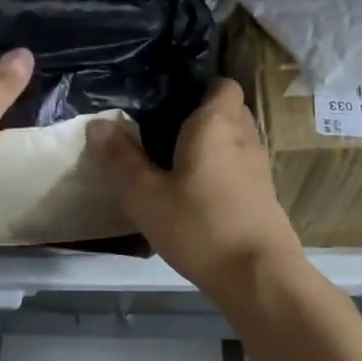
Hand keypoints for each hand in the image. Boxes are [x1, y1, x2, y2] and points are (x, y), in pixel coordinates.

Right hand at [89, 78, 304, 297]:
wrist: (257, 276)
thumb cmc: (198, 226)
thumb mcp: (146, 196)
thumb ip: (121, 159)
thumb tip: (98, 124)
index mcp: (217, 124)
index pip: (221, 84)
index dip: (198, 87)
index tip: (167, 101)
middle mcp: (245, 137)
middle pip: (227, 111)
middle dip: (200, 117)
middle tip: (161, 133)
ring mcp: (259, 168)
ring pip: (234, 142)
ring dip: (210, 148)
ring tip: (174, 164)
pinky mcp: (263, 197)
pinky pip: (238, 169)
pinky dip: (220, 173)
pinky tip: (196, 196)